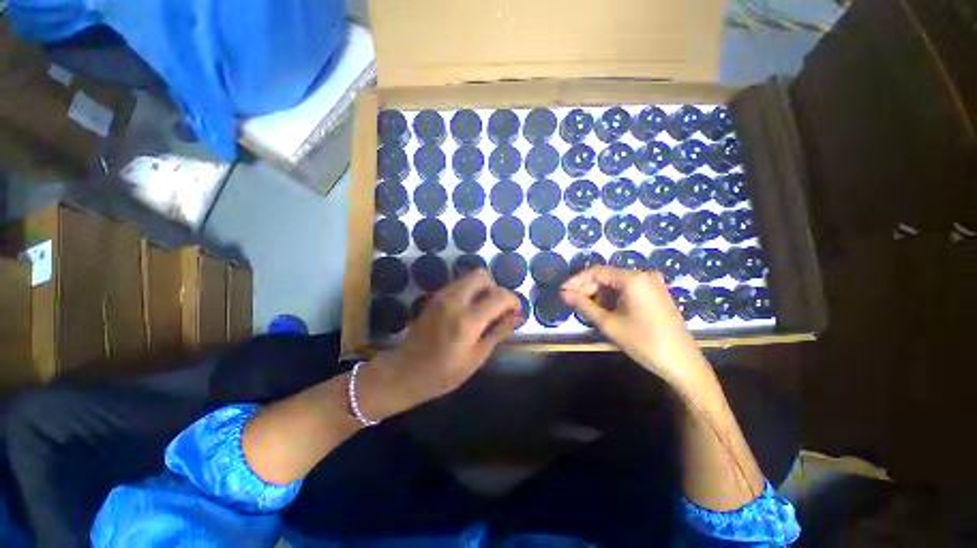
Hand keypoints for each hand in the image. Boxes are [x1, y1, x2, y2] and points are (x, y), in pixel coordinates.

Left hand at [361, 270, 520, 418]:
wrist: (403, 372)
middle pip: (482, 275)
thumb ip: (498, 332)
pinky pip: (459, 284)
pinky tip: (469, 311)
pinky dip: (470, 291)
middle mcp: (455, 300)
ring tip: (484, 312)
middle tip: (497, 309)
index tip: (516, 313)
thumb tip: (516, 316)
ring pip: (470, 277)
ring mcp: (442, 296)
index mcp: (468, 320)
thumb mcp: (476, 358)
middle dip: (495, 288)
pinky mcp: (435, 297)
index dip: (513, 301)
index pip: (500, 296)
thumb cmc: (442, 373)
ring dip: (482, 289)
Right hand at [561, 266, 710, 390]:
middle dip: (587, 287)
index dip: (577, 280)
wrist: (682, 363)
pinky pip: (628, 289)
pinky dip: (613, 297)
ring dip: (599, 293)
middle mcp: (644, 275)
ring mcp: (652, 284)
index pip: (597, 271)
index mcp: (633, 278)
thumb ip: (584, 305)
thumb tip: (564, 294)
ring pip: (617, 283)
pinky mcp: (656, 294)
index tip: (562, 291)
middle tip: (571, 301)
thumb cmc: (643, 342)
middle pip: (607, 276)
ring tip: (584, 307)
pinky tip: (603, 309)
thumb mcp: (609, 323)